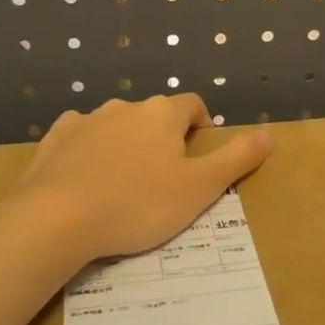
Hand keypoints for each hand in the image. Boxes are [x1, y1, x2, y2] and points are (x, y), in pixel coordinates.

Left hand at [18, 95, 273, 261]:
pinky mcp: (54, 140)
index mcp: (161, 114)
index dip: (201, 126)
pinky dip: (89, 153)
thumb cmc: (138, 204)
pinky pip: (80, 139)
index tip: (200, 156)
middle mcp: (124, 107)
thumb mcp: (199, 188)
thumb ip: (237, 159)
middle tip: (164, 180)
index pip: (192, 105)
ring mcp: (84, 120)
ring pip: (115, 127)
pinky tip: (86, 182)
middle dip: (162, 139)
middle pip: (153, 116)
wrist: (55, 219)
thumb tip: (270, 133)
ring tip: (124, 185)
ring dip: (125, 146)